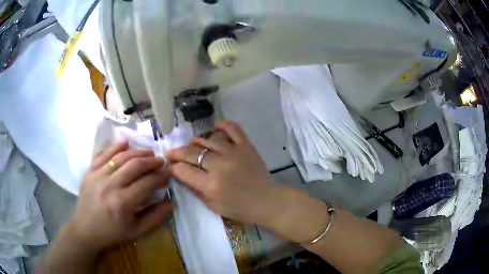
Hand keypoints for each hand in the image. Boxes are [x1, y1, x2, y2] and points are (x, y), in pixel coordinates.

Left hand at [68, 141, 172, 251]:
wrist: (86, 229)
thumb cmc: (112, 233)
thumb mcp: (137, 231)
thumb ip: (155, 217)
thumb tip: (170, 202)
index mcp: (123, 203)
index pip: (147, 183)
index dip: (160, 177)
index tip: (168, 174)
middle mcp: (110, 186)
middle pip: (134, 166)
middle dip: (151, 161)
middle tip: (160, 161)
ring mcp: (97, 176)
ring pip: (120, 157)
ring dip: (137, 152)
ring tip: (148, 153)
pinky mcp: (89, 172)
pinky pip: (103, 155)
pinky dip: (114, 147)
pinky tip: (125, 142)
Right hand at [166, 121, 275, 225]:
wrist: (266, 202)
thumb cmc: (238, 208)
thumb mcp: (212, 205)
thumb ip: (194, 188)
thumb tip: (180, 173)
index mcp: (210, 185)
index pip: (183, 170)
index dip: (173, 167)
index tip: (171, 166)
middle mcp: (220, 165)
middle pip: (191, 152)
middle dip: (177, 153)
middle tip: (173, 154)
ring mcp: (234, 153)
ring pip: (208, 139)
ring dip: (196, 142)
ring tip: (193, 147)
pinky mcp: (246, 146)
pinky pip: (233, 129)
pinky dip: (222, 125)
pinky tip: (214, 128)